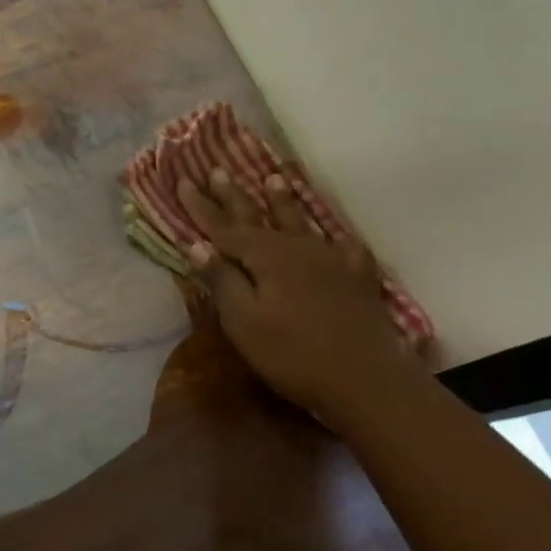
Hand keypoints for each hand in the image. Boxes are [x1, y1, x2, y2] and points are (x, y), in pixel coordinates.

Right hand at [176, 170, 411, 421]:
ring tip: (274, 177)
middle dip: (235, 195)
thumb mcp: (244, 322)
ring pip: (301, 222)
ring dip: (284, 201)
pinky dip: (335, 236)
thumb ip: (222, 280)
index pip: (223, 227)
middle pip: (259, 216)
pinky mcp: (358, 279)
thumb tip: (196, 244)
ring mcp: (331, 260)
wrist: (366, 381)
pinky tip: (336, 235)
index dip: (201, 206)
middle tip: (218, 170)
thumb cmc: (293, 354)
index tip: (184, 181)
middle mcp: (297, 248)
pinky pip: (344, 246)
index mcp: (266, 256)